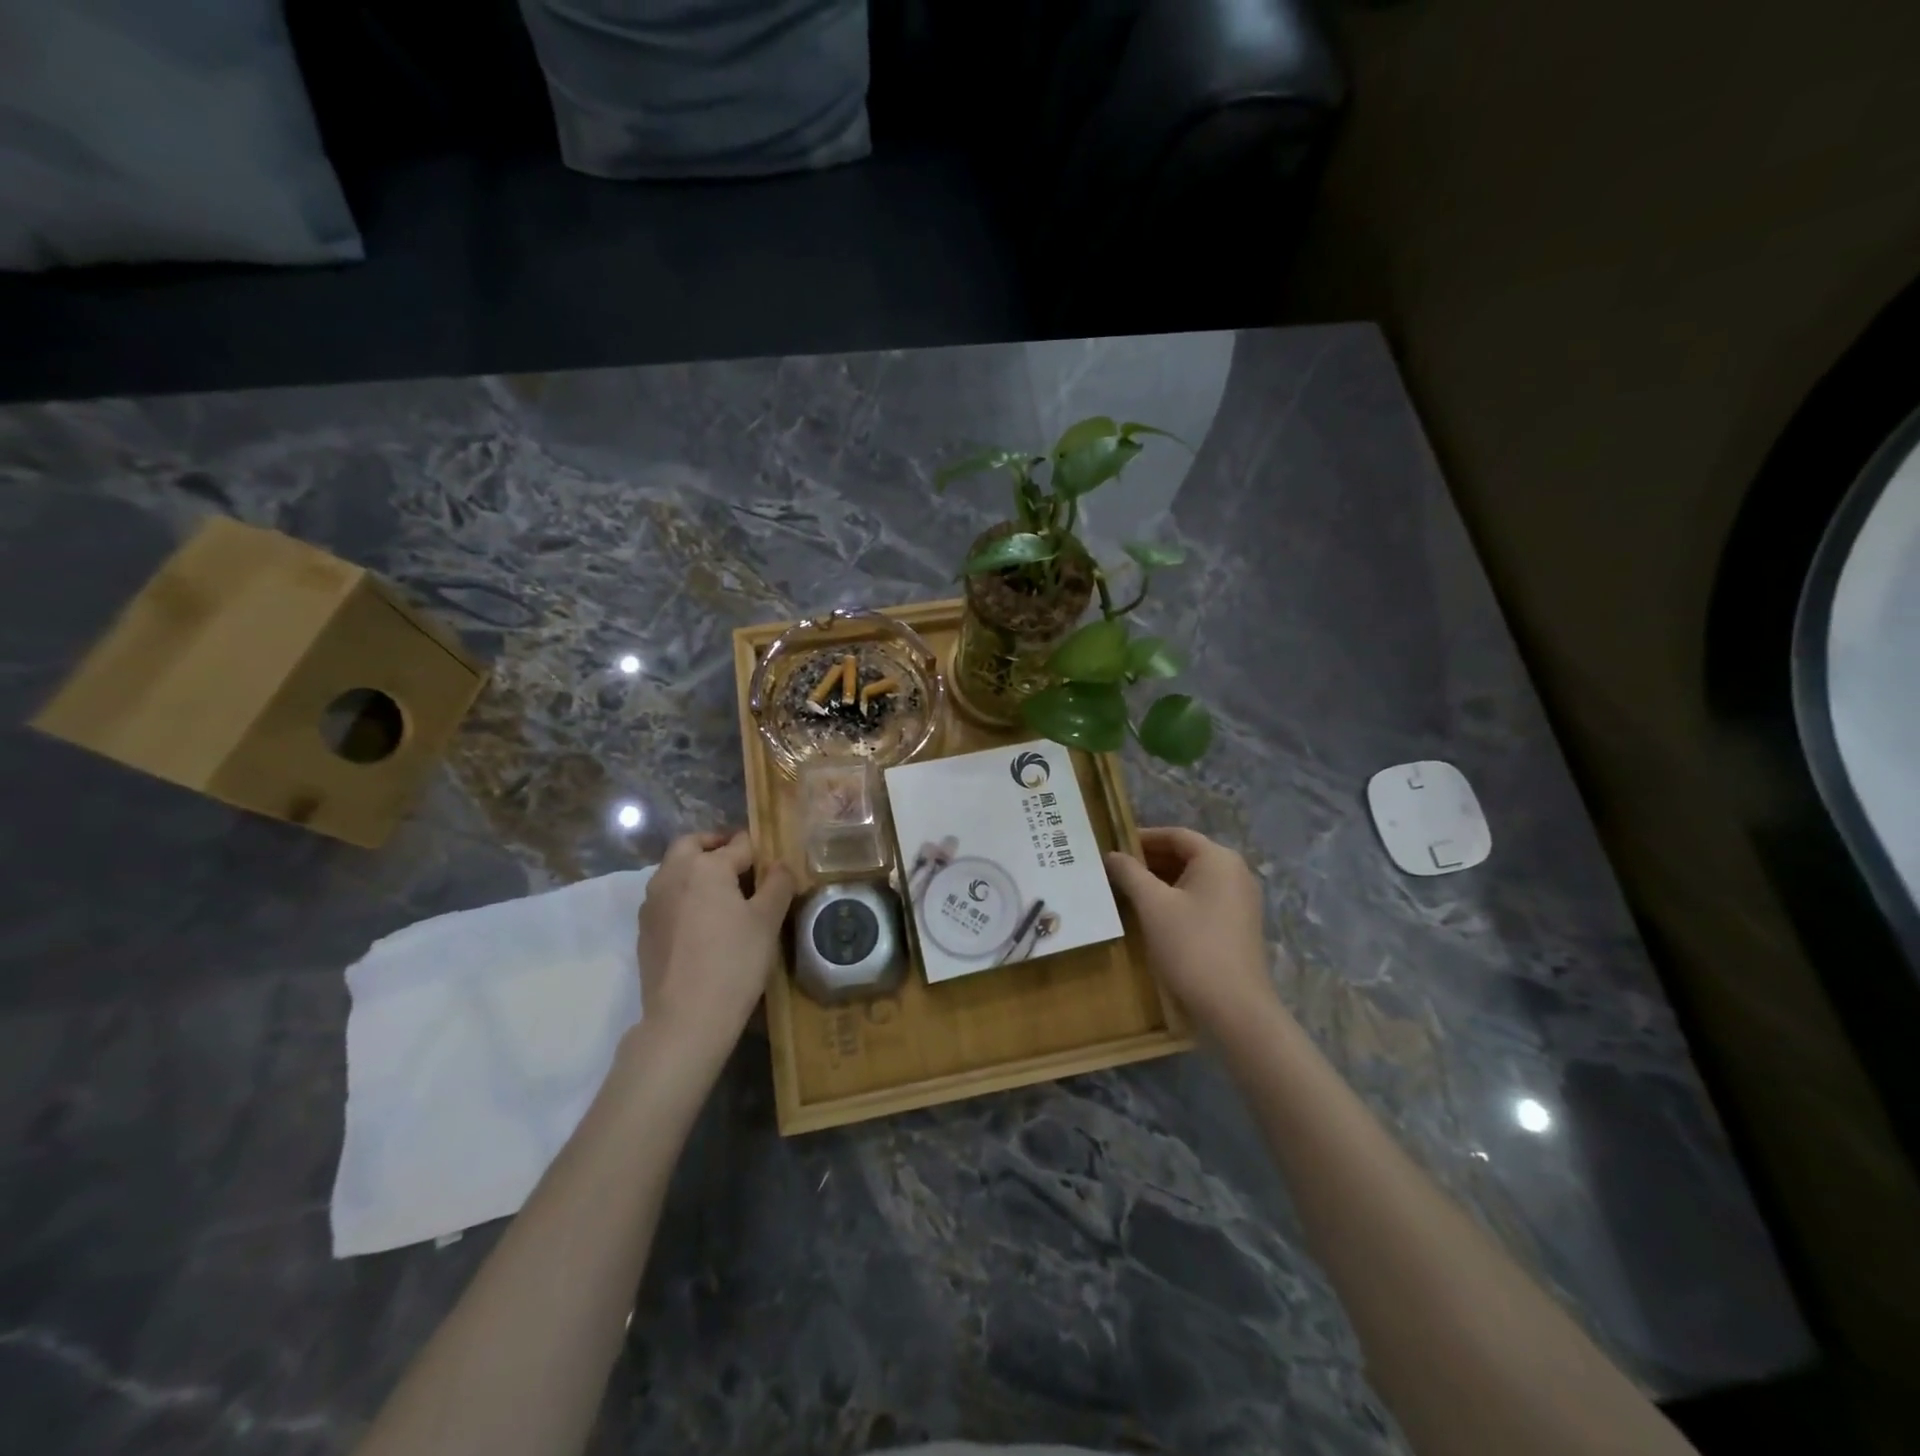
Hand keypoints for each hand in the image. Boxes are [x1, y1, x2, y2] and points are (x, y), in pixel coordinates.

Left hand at [636, 830, 794, 1063]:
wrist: (685, 1018)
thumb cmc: (734, 961)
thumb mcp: (768, 920)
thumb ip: (777, 884)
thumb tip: (779, 865)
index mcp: (705, 866)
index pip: (738, 844)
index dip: (758, 850)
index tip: (772, 863)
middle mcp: (672, 874)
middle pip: (692, 844)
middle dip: (715, 846)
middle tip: (740, 862)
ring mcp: (652, 902)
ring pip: (674, 869)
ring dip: (696, 869)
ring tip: (722, 894)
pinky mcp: (644, 929)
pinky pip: (666, 897)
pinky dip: (683, 895)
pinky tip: (702, 922)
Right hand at [1105, 827, 1278, 1035]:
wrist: (1235, 1007)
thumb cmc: (1191, 946)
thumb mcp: (1152, 906)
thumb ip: (1129, 873)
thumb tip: (1111, 855)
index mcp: (1218, 859)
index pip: (1175, 835)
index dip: (1142, 838)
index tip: (1113, 847)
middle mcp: (1235, 871)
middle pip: (1186, 854)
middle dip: (1150, 860)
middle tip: (1115, 870)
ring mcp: (1241, 899)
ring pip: (1194, 877)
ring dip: (1162, 879)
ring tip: (1128, 890)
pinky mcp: (1240, 923)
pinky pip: (1204, 897)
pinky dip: (1178, 897)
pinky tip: (1154, 913)